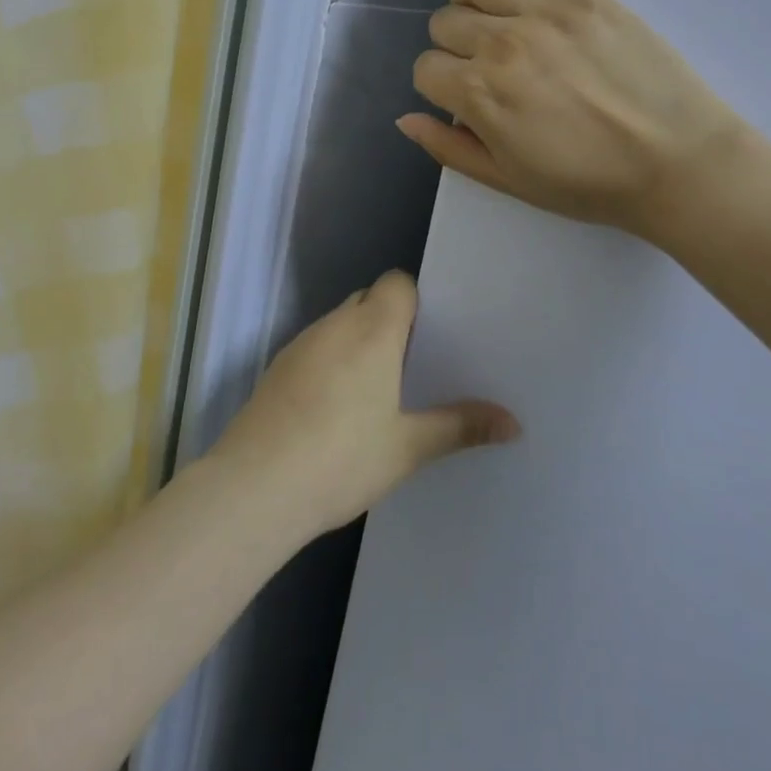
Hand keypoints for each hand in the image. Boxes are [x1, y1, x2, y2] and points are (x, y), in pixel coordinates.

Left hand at [207, 272, 519, 541]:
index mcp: (372, 330)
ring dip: (359, 341)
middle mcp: (335, 324)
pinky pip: (316, 346)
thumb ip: (459, 427)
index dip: (416, 301)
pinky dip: (332, 360)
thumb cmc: (342, 458)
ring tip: (380, 387)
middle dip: (391, 322)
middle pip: (368, 299)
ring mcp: (301, 344)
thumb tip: (514, 424)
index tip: (433, 335)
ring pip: (339, 323)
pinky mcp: (277, 368)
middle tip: (415, 364)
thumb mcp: (408, 447)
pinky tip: (337, 405)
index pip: (397, 283)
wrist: (255, 487)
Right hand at [399, 0, 749, 242]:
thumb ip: (450, 149)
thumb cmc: (590, 183)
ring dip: (468, 0)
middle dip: (452, 47)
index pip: (427, 70)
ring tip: (488, 16)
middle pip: (445, 23)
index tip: (463, 99)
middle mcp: (500, 44)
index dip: (439, 86)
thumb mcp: (509, 181)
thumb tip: (406, 118)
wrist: (677, 164)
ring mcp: (542, 12)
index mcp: (480, 95)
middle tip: (483, 68)